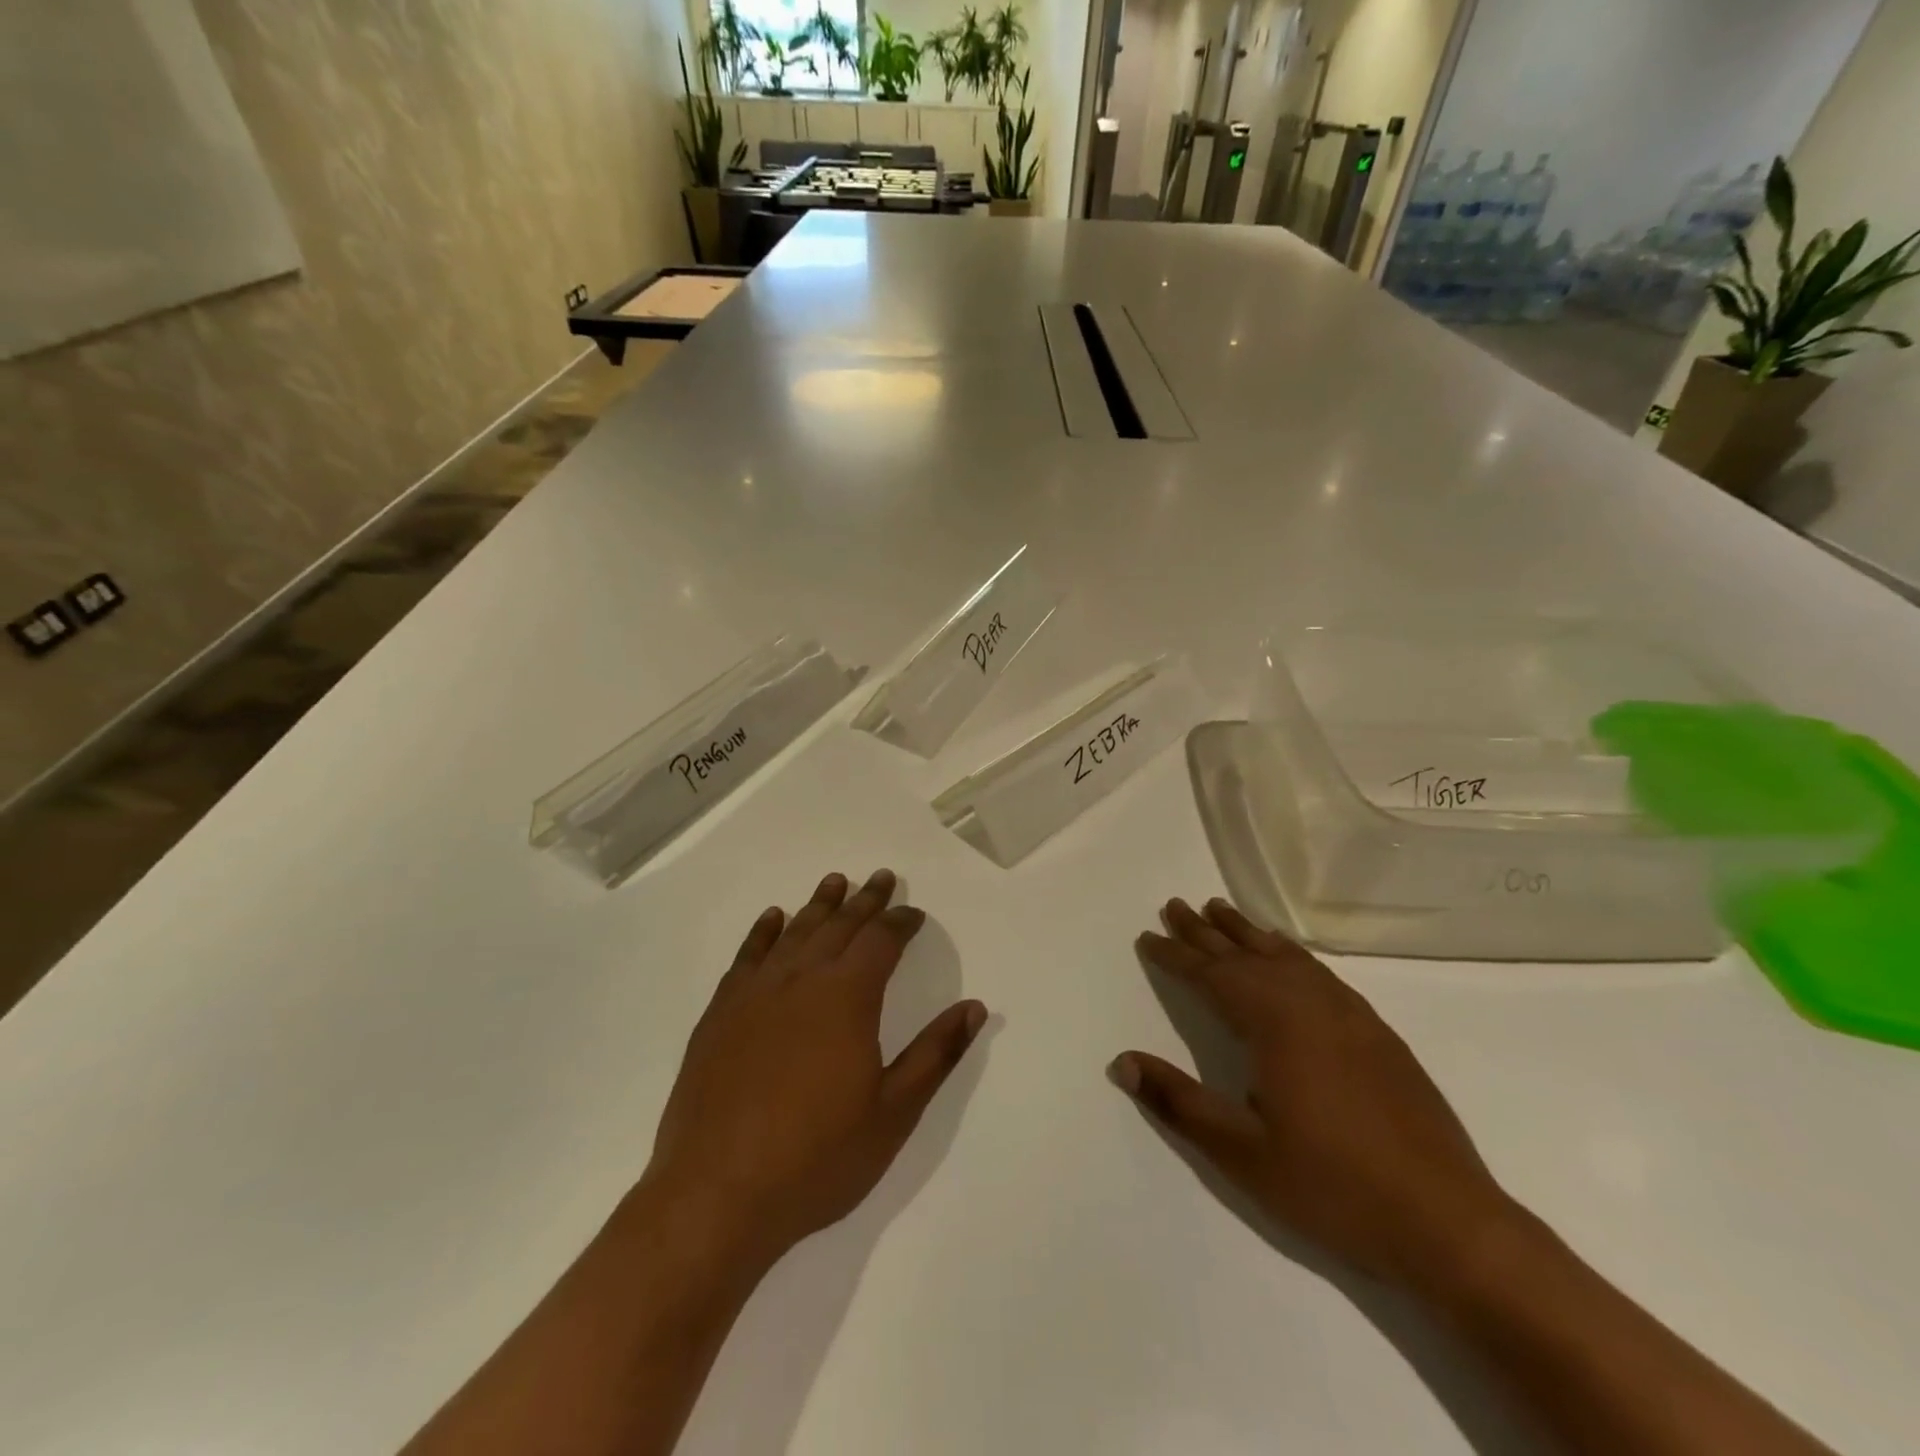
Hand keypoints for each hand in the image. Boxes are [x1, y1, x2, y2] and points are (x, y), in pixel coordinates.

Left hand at [643, 869, 986, 1267]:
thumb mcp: (893, 1113)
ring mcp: (755, 994)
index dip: (901, 922)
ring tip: (835, 881)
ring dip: (819, 905)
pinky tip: (773, 919)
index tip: (914, 912)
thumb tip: (974, 1007)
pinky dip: (764, 932)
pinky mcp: (720, 1014)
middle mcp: (802, 980)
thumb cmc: (817, 1158)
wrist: (716, 1195)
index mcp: (847, 997)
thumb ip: (935, 1054)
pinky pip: (747, 957)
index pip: (881, 941)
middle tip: (880, 877)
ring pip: (795, 932)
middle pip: (839, 925)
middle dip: (865, 900)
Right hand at [1113, 897, 1515, 1292]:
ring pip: (1285, 956)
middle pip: (1246, 954)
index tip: (1147, 936)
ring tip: (1221, 910)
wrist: (1449, 1223)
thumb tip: (1122, 1063)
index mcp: (1275, 1024)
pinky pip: (1319, 971)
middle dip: (1206, 931)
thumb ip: (1179, 1102)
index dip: (1176, 955)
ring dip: (1247, 933)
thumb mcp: (1242, 1154)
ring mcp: (1350, 1015)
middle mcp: (1310, 1004)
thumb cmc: (1333, 1187)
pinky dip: (1290, 952)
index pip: (1212, 975)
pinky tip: (1287, 955)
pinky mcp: (1377, 1033)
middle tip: (1176, 905)